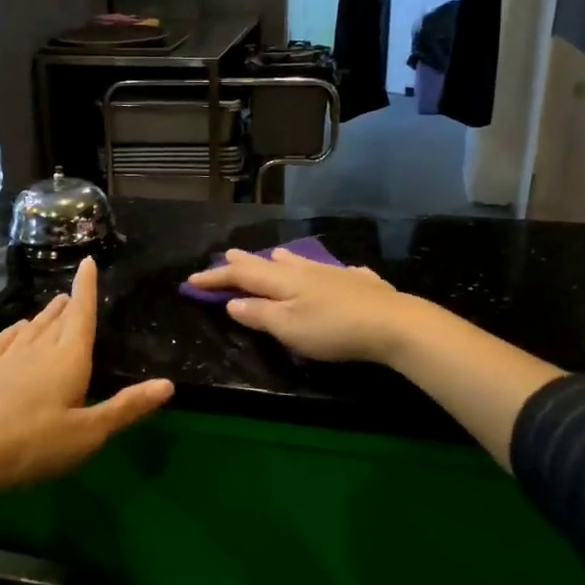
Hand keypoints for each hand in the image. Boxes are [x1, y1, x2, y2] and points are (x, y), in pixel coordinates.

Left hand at [0, 256, 173, 495]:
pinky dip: (15, 329)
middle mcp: (40, 348)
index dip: (86, 287)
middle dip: (69, 303)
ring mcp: (10, 357)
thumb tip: (168, 384)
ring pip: (33, 325)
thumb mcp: (90, 433)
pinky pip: (4, 338)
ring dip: (46, 313)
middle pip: (58, 317)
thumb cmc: (37, 444)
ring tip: (55, 305)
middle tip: (74, 293)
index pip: (81, 313)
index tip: (87, 261)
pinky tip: (17, 330)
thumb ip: (127, 407)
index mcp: (69, 357)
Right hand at [186, 248, 414, 363]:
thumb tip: (233, 302)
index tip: (193, 280)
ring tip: (274, 256)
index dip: (216, 277)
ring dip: (282, 261)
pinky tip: (335, 273)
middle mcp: (305, 271)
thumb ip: (259, 314)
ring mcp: (334, 274)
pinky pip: (336, 272)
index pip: (241, 276)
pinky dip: (324, 272)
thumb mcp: (287, 328)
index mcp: (283, 281)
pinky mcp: (360, 283)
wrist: (392, 323)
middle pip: (268, 264)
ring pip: (301, 263)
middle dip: (245, 263)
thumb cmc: (331, 329)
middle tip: (228, 255)